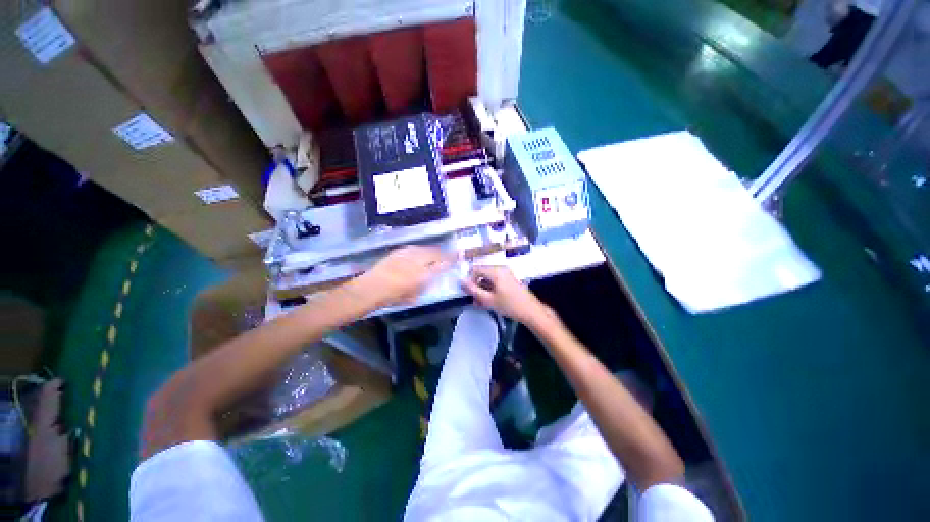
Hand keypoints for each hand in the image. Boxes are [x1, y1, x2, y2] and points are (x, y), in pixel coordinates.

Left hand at [351, 246, 450, 307]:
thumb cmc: (394, 296)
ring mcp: (408, 254)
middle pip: (435, 253)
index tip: (457, 258)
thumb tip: (431, 278)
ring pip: (425, 249)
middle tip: (447, 256)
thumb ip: (425, 285)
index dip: (451, 260)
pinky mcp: (399, 251)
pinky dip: (419, 250)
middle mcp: (419, 260)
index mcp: (425, 274)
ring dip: (431, 251)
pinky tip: (418, 253)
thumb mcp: (414, 296)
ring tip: (434, 254)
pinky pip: (414, 248)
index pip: (443, 264)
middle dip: (442, 254)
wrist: (372, 287)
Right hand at [461, 266, 550, 325]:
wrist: (531, 311)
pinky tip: (490, 301)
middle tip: (475, 300)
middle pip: (482, 273)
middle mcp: (500, 268)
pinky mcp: (509, 279)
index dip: (469, 280)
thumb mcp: (488, 299)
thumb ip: (473, 290)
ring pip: (488, 278)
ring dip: (482, 289)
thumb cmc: (509, 305)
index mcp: (495, 270)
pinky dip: (490, 289)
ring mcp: (506, 273)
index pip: (475, 269)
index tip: (468, 293)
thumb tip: (461, 281)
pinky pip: (495, 281)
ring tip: (481, 303)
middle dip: (476, 286)